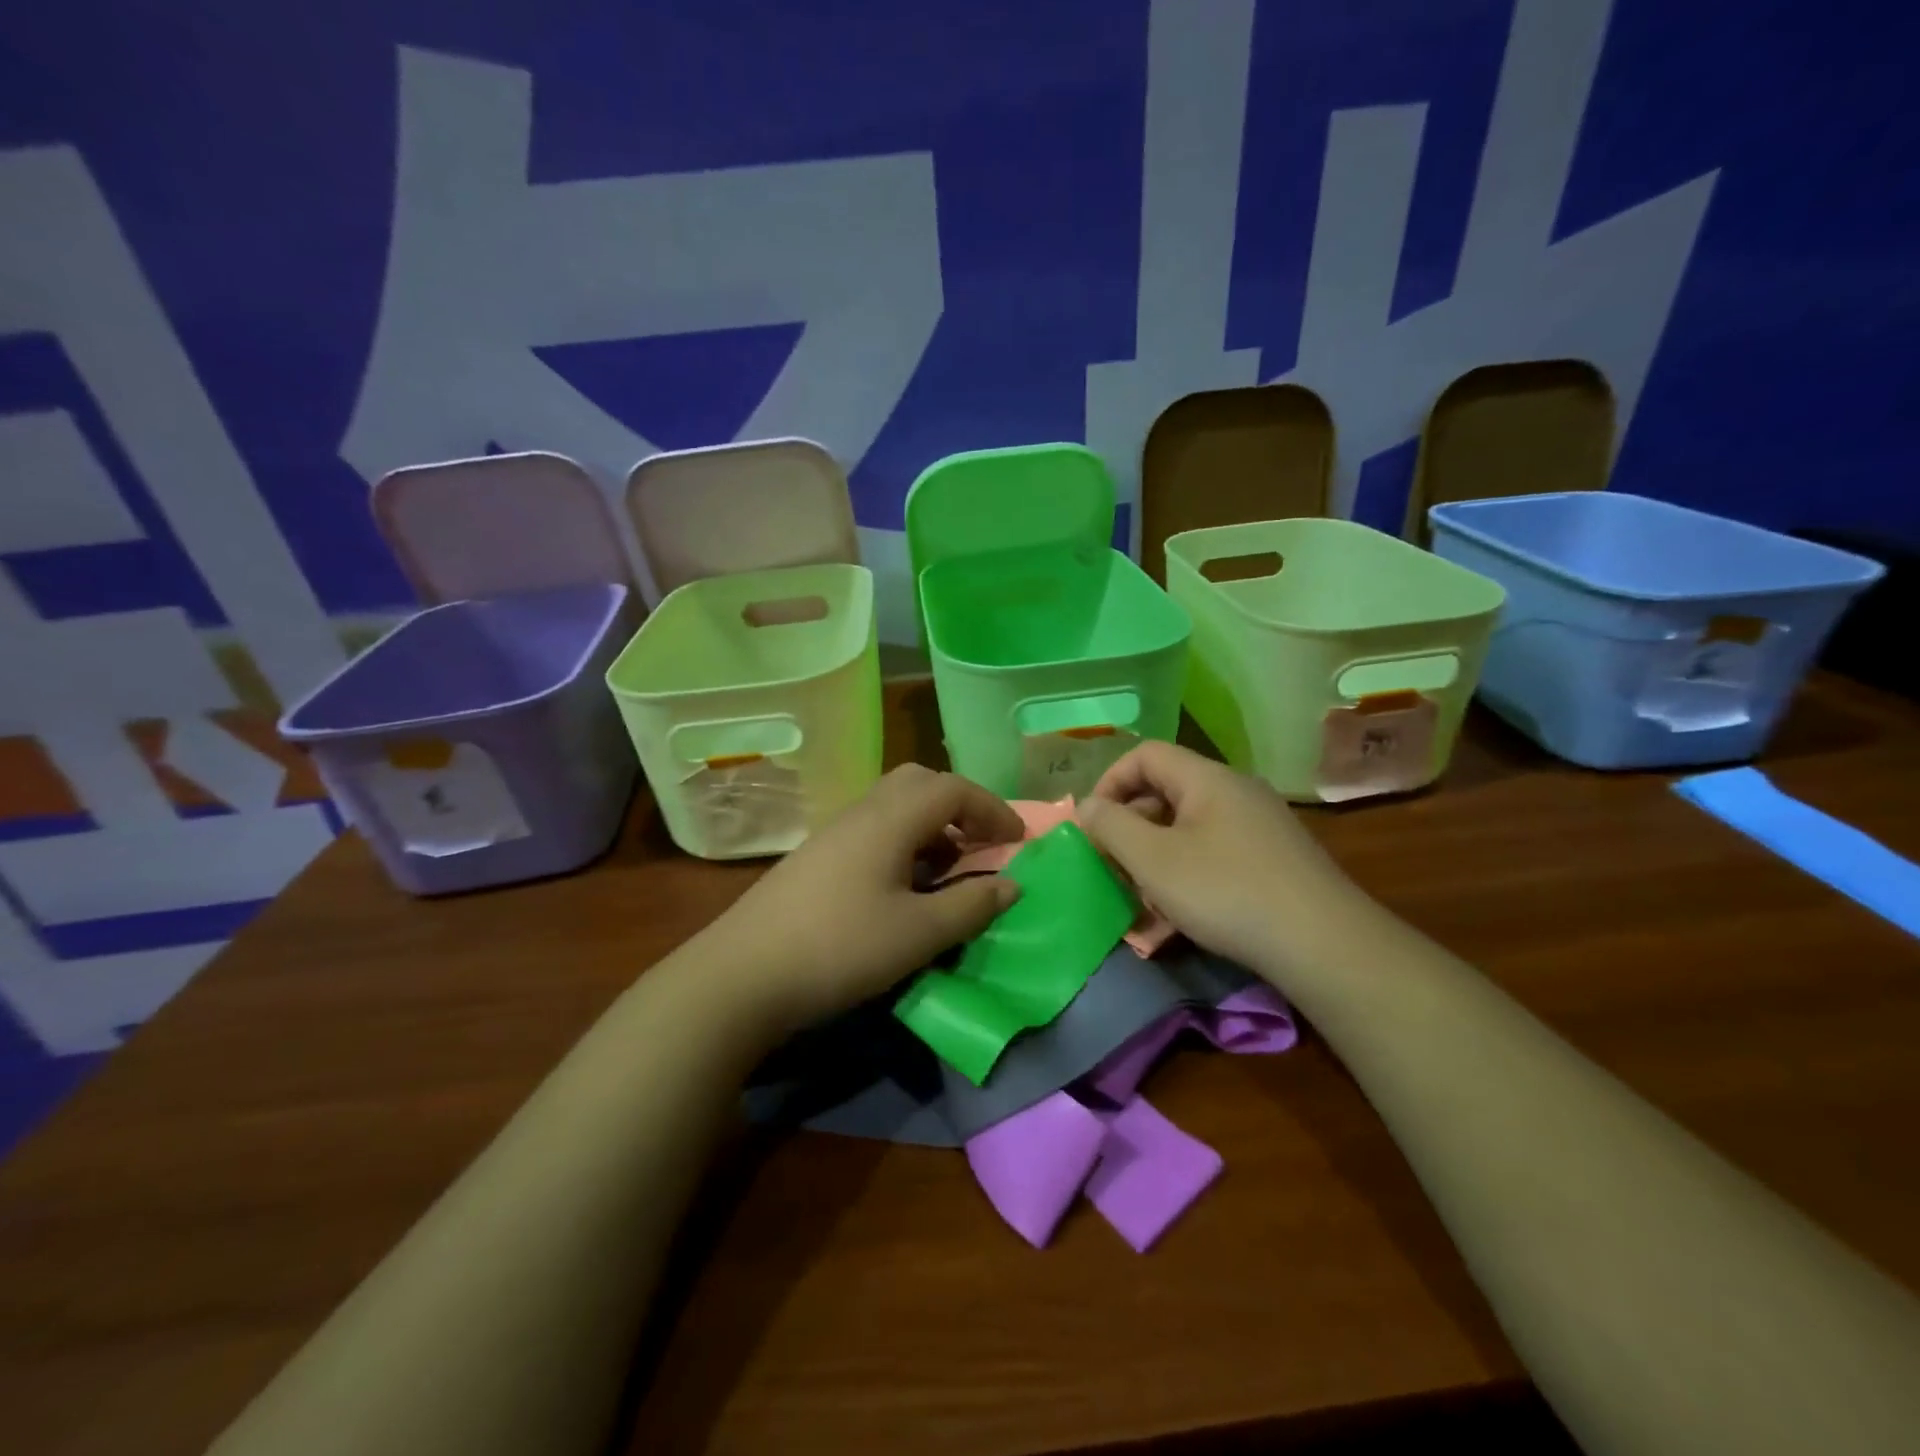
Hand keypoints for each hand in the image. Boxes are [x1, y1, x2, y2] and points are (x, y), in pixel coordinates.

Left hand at [698, 764, 1024, 1032]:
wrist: (742, 975)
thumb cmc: (841, 948)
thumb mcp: (919, 933)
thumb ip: (971, 906)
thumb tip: (1011, 884)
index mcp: (890, 818)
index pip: (954, 789)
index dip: (993, 808)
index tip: (1019, 840)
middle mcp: (862, 812)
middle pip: (920, 783)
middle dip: (960, 807)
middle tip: (981, 845)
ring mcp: (834, 833)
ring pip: (894, 807)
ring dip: (931, 827)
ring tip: (948, 872)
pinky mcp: (816, 858)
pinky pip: (873, 831)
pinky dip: (904, 845)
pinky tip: (903, 889)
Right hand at [1077, 741, 1367, 974]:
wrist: (1324, 945)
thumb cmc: (1226, 892)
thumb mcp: (1154, 860)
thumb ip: (1111, 827)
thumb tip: (1087, 806)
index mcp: (1207, 779)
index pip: (1145, 754)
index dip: (1110, 782)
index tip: (1093, 825)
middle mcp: (1235, 792)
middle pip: (1166, 793)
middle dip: (1130, 829)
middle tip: (1112, 867)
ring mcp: (1259, 827)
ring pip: (1188, 830)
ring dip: (1155, 861)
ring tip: (1141, 902)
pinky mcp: (1273, 861)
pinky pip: (1214, 855)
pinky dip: (1187, 878)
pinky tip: (1177, 921)